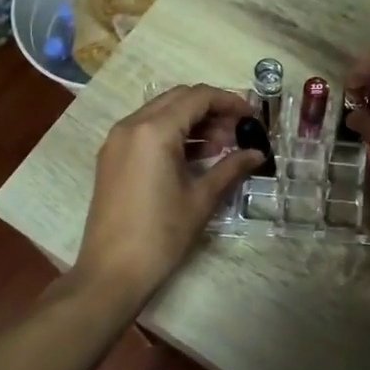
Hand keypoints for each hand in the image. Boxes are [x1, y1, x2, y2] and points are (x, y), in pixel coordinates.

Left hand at [76, 85, 262, 303]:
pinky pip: (146, 130)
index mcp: (154, 130)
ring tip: (222, 146)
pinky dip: (172, 133)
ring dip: (192, 121)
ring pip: (161, 112)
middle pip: (179, 98)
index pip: (198, 97)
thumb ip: (231, 168)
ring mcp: (117, 140)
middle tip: (238, 132)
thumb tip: (257, 154)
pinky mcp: (112, 157)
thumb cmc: (161, 234)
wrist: (112, 272)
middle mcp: (131, 125)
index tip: (252, 117)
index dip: (229, 102)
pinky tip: (195, 156)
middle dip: (211, 109)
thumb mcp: (201, 199)